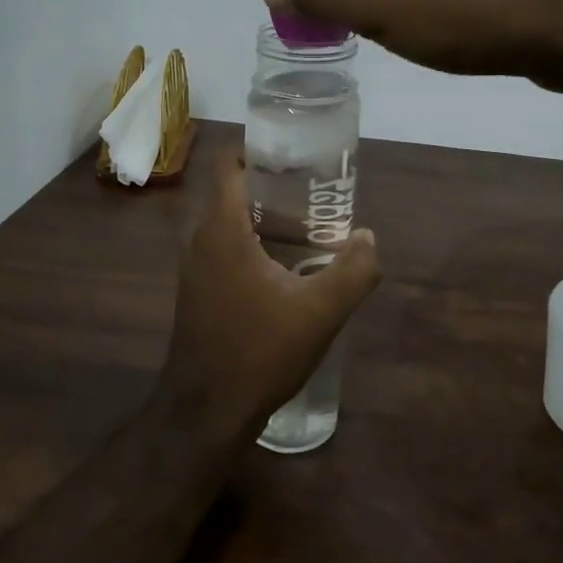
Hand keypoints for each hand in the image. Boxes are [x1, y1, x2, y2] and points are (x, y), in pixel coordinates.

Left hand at [160, 152, 381, 442]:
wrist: (205, 411)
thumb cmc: (259, 352)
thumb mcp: (319, 313)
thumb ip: (353, 271)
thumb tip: (368, 238)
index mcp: (222, 229)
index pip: (230, 165)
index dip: (259, 151)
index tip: (296, 156)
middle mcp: (200, 239)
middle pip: (233, 192)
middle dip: (273, 186)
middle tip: (315, 193)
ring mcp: (194, 267)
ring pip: (228, 223)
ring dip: (264, 218)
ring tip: (309, 227)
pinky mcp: (197, 291)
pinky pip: (225, 249)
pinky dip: (252, 244)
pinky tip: (286, 269)